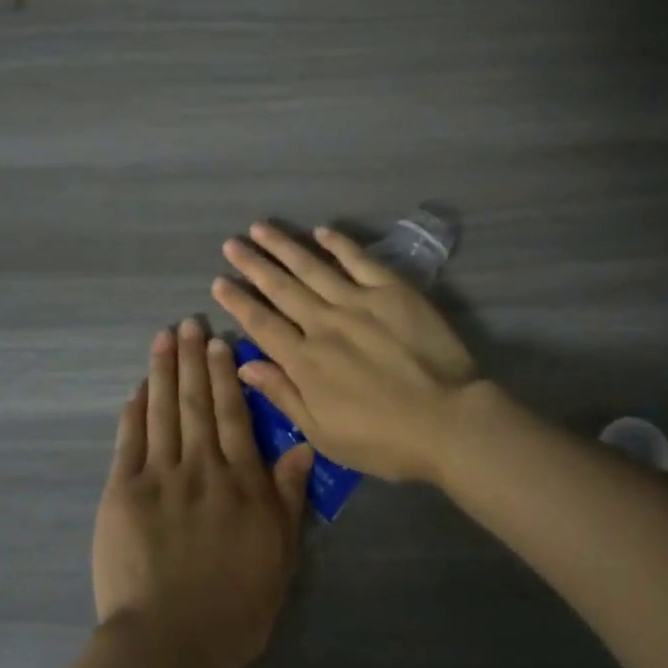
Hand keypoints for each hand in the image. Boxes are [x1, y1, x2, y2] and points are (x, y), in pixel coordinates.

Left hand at [92, 318, 313, 667]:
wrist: (169, 643)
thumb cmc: (234, 608)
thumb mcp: (280, 555)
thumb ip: (288, 496)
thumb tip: (302, 444)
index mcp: (241, 481)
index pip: (234, 415)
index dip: (227, 375)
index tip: (221, 341)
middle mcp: (201, 467)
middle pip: (198, 402)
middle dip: (193, 358)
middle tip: (189, 322)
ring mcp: (159, 476)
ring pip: (164, 411)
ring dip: (164, 371)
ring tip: (164, 337)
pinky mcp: (123, 492)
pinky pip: (130, 441)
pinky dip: (135, 410)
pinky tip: (138, 388)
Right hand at [211, 222, 480, 484]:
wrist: (448, 421)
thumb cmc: (383, 440)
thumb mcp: (324, 433)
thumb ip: (283, 394)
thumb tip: (245, 363)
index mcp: (305, 360)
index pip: (261, 323)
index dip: (237, 302)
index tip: (219, 282)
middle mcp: (324, 323)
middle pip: (281, 288)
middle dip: (253, 265)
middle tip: (231, 244)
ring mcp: (358, 302)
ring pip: (312, 267)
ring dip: (284, 246)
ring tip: (261, 228)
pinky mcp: (392, 291)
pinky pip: (359, 260)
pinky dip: (339, 244)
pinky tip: (321, 231)